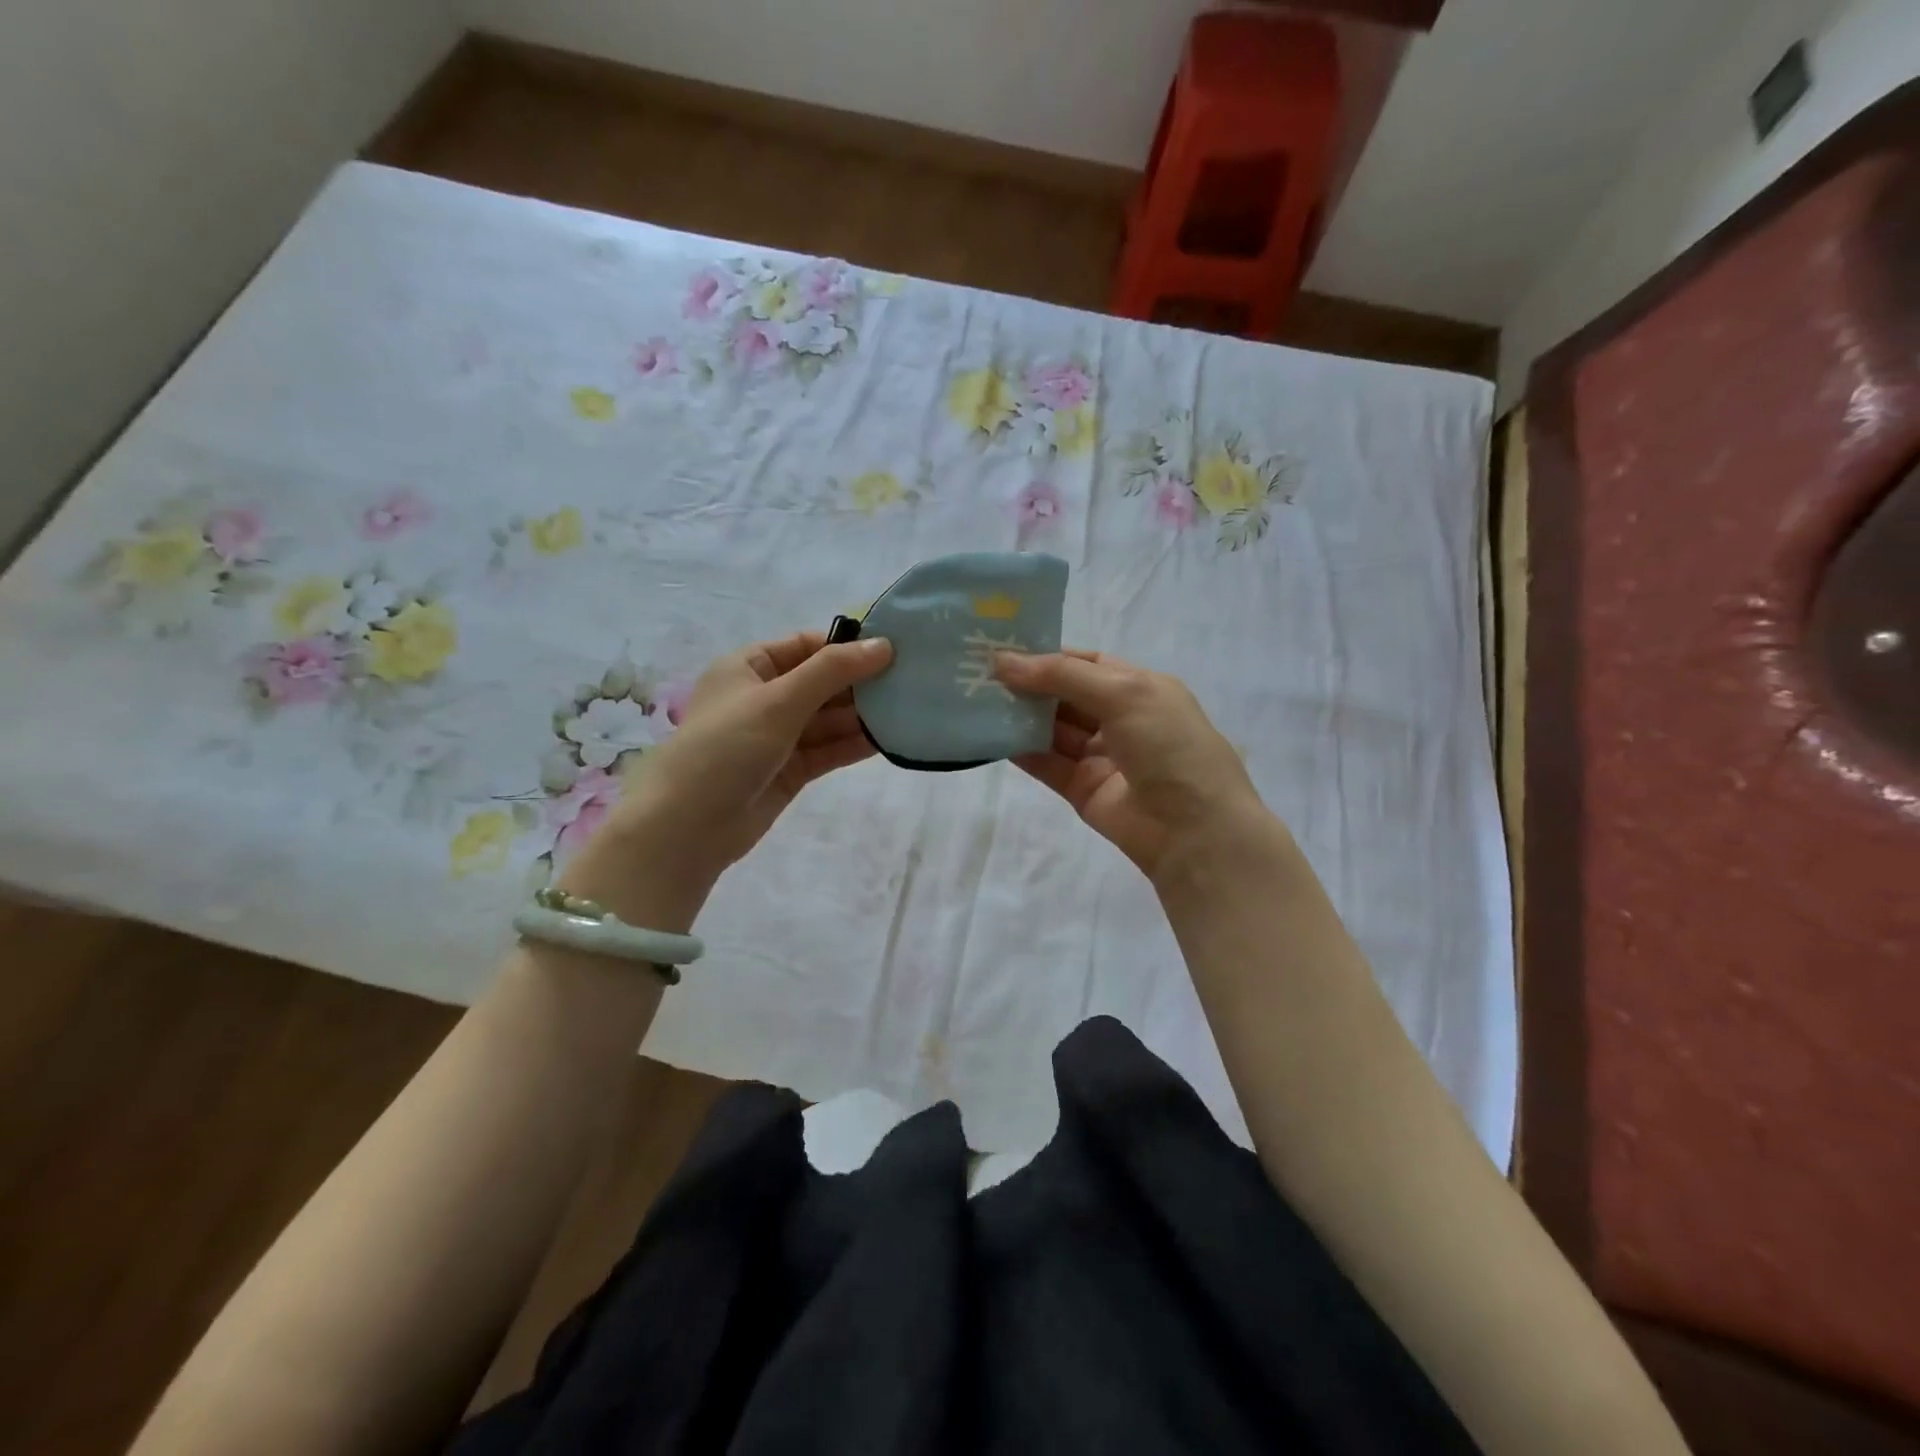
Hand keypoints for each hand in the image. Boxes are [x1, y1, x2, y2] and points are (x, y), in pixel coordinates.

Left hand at [559, 630, 891, 924]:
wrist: (687, 827)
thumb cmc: (726, 747)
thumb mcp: (779, 700)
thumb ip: (832, 672)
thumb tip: (884, 645)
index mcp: (749, 667)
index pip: (806, 646)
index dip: (847, 646)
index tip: (893, 650)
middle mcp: (764, 697)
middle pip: (821, 682)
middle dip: (860, 683)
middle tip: (911, 681)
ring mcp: (778, 736)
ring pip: (828, 719)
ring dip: (862, 715)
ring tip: (908, 709)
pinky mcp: (790, 770)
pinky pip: (828, 749)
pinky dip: (853, 744)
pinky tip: (887, 739)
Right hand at [996, 649, 1267, 881]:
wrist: (1193, 830)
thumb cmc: (1168, 745)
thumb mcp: (1123, 693)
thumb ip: (1062, 675)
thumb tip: (1004, 661)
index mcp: (1140, 688)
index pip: (1087, 663)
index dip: (1048, 655)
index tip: (1003, 650)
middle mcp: (1120, 718)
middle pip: (1065, 696)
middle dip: (1028, 685)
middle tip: (980, 674)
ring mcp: (1101, 756)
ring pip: (1052, 730)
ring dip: (1020, 716)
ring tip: (977, 701)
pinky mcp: (1083, 790)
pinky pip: (1047, 764)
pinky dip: (1021, 750)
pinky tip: (991, 736)